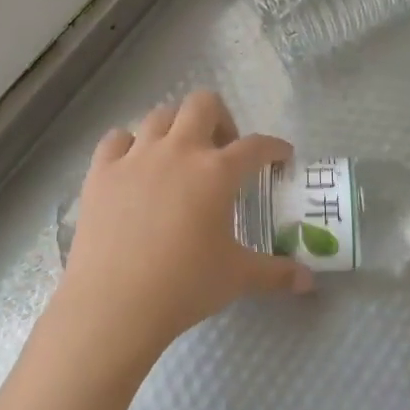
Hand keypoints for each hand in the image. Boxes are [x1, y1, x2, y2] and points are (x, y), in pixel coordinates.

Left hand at [56, 90, 312, 360]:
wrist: (114, 304)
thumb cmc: (184, 287)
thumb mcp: (237, 277)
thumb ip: (276, 274)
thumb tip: (308, 282)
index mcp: (217, 172)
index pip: (256, 146)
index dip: (274, 147)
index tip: (281, 155)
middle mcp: (178, 151)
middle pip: (203, 104)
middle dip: (220, 118)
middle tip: (223, 150)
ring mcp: (136, 157)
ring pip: (159, 115)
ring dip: (176, 127)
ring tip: (180, 156)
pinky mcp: (101, 171)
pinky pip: (117, 139)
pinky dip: (129, 145)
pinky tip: (135, 166)